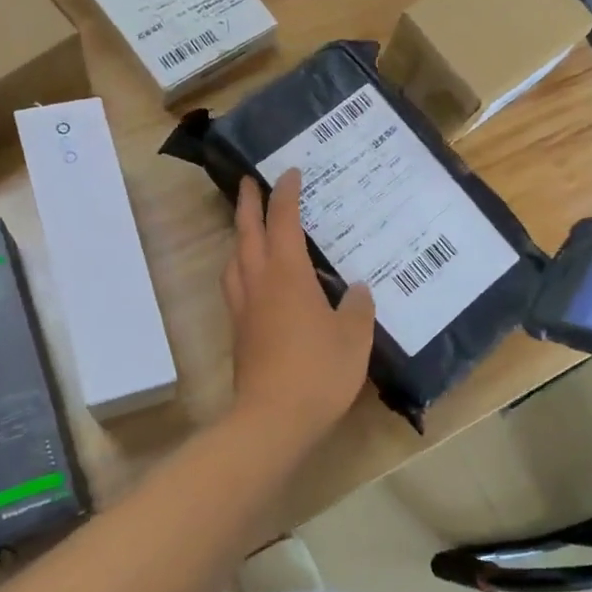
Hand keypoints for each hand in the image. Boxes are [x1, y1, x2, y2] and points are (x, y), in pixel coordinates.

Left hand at [223, 171, 375, 445]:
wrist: (273, 418)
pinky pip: (236, 287)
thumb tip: (356, 290)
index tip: (290, 173)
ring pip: (234, 261)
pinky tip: (255, 281)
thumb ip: (357, 307)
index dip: (286, 195)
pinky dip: (242, 269)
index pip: (283, 222)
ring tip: (248, 230)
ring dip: (239, 237)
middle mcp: (259, 283)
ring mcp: (244, 309)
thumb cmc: (318, 370)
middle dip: (247, 204)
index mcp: (287, 275)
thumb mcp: (353, 337)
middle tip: (249, 182)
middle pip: (246, 234)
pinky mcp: (239, 334)